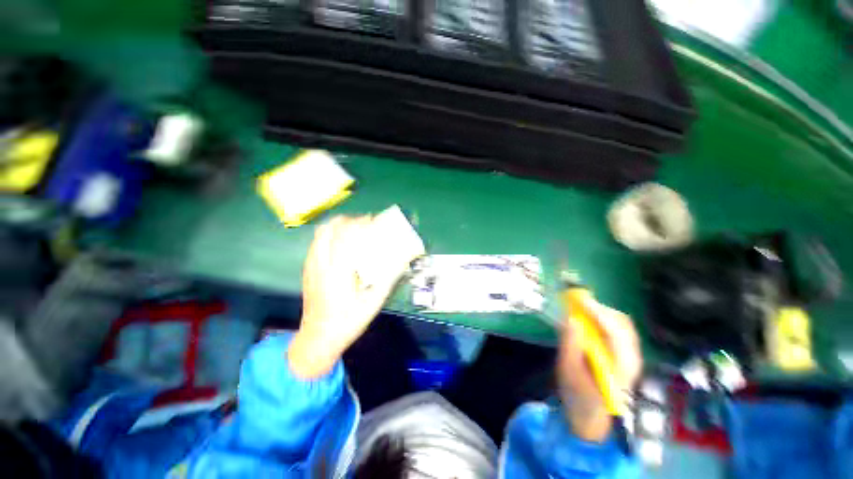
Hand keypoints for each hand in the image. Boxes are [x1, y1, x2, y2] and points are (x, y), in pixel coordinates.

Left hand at [289, 216, 406, 378]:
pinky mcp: (308, 268)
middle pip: (330, 228)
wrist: (318, 338)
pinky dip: (331, 234)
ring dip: (339, 225)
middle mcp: (321, 263)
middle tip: (365, 224)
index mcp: (338, 271)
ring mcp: (311, 265)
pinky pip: (317, 241)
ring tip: (355, 229)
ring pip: (321, 233)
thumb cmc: (348, 321)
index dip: (360, 223)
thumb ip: (388, 278)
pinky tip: (342, 244)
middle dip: (349, 220)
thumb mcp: (374, 302)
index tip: (374, 221)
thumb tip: (402, 259)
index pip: (346, 236)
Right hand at [557, 296, 641, 441]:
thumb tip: (571, 317)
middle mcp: (632, 360)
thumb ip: (570, 345)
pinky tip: (589, 320)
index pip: (615, 334)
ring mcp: (632, 357)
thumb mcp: (568, 371)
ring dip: (602, 312)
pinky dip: (604, 319)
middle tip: (576, 302)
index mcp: (619, 369)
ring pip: (623, 325)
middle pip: (623, 325)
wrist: (591, 415)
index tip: (578, 299)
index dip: (598, 313)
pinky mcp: (626, 354)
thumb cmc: (577, 395)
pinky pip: (619, 329)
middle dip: (600, 309)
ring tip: (581, 308)